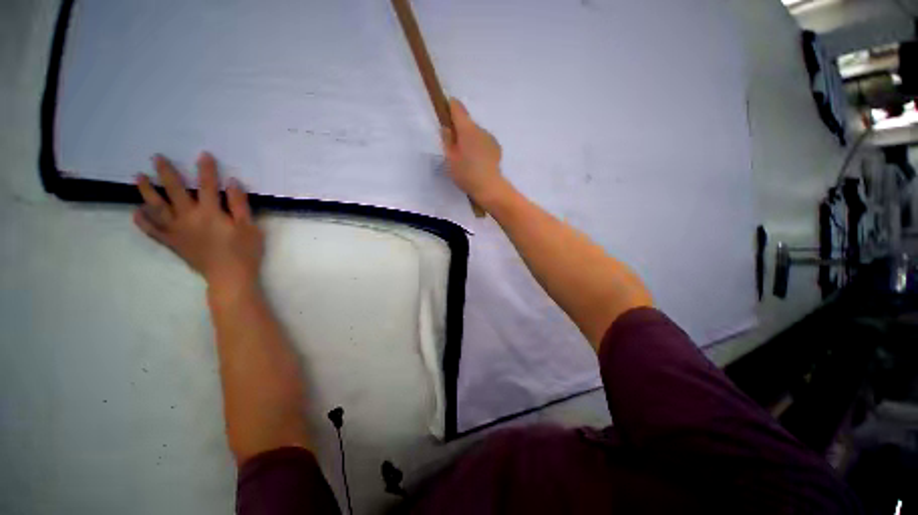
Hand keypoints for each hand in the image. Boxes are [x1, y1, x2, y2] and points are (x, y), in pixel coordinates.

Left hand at [134, 153, 263, 295]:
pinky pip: (153, 231)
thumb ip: (239, 204)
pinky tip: (136, 212)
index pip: (207, 186)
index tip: (203, 154)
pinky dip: (143, 221)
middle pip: (174, 191)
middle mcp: (189, 218)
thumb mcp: (249, 227)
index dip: (206, 169)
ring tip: (138, 178)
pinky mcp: (173, 243)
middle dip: (166, 173)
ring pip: (157, 208)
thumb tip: (231, 183)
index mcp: (210, 213)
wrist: (229, 277)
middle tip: (156, 157)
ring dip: (147, 192)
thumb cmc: (244, 252)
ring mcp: (177, 231)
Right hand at [441, 99, 505, 204]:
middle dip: (459, 130)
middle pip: (467, 123)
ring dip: (470, 140)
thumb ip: (447, 141)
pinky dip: (479, 147)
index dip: (450, 106)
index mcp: (467, 129)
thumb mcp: (450, 159)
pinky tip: (477, 161)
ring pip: (476, 134)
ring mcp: (490, 138)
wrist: (490, 187)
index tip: (444, 109)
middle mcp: (480, 129)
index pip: (457, 108)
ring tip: (466, 157)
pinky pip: (484, 142)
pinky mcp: (497, 148)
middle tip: (453, 146)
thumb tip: (446, 128)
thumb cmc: (466, 174)